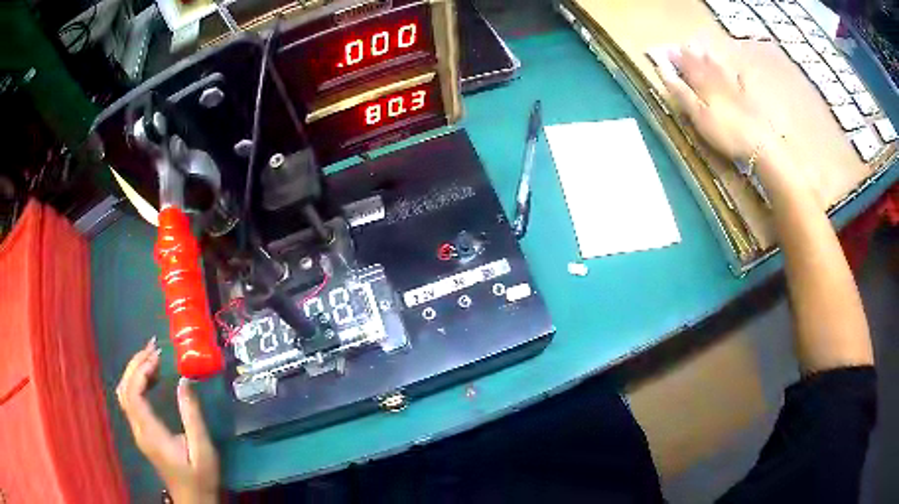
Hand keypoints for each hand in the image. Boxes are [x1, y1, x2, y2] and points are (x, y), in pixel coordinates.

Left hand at [116, 337, 219, 503]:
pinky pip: (131, 401)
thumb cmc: (200, 477)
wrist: (193, 500)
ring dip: (134, 372)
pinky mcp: (142, 433)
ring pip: (124, 393)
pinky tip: (152, 379)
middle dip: (135, 365)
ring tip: (152, 357)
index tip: (157, 356)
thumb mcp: (202, 449)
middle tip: (153, 348)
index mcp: (150, 433)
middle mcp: (139, 429)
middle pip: (124, 389)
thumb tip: (184, 380)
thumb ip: (192, 415)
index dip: (140, 371)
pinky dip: (137, 383)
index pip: (133, 394)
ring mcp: (138, 431)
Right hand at [655, 44, 773, 161]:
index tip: (667, 51)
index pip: (688, 68)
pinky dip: (739, 76)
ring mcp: (736, 90)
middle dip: (693, 57)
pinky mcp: (749, 100)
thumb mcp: (698, 116)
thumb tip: (663, 72)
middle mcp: (719, 82)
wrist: (759, 144)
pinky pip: (743, 83)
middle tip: (684, 46)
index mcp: (704, 86)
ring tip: (705, 52)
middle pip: (704, 66)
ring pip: (721, 70)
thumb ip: (682, 94)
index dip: (678, 60)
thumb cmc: (725, 132)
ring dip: (712, 61)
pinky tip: (739, 71)